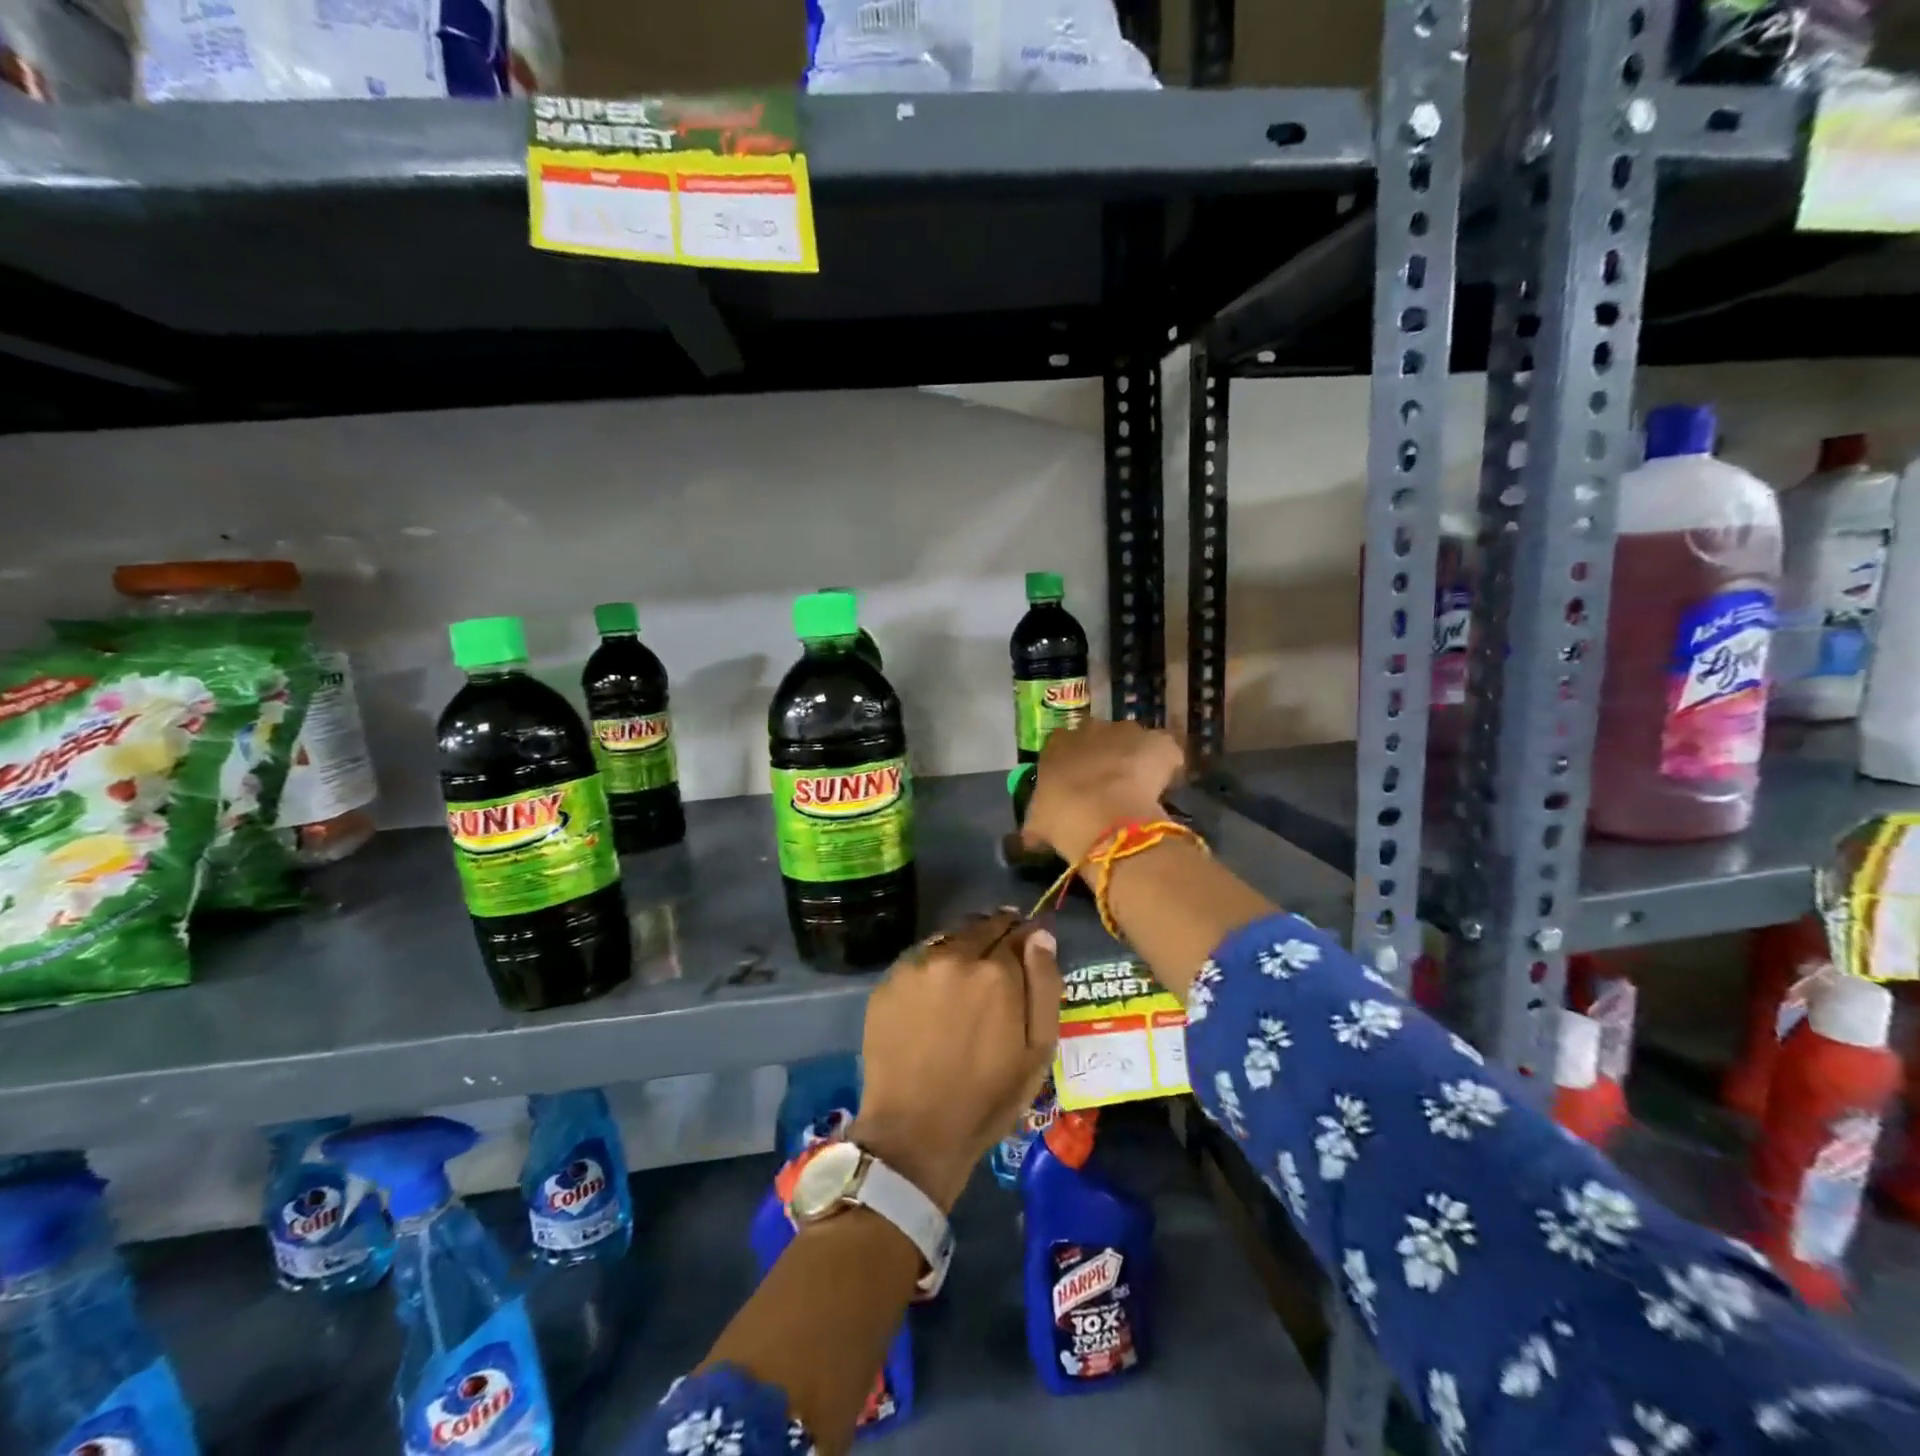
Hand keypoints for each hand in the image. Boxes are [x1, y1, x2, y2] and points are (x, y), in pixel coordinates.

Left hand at [852, 911, 1060, 1212]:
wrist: (914, 1132)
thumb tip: (1041, 935)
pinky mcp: (888, 982)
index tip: (1030, 944)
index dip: (1027, 936)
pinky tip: (936, 995)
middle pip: (982, 926)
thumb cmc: (987, 1097)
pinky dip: (933, 967)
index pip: (1018, 931)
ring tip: (967, 976)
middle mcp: (954, 956)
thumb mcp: (1037, 1050)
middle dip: (996, 934)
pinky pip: (920, 960)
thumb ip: (1044, 985)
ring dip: (964, 947)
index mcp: (996, 972)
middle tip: (1000, 959)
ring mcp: (916, 967)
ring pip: (949, 938)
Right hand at [1021, 719, 1186, 864]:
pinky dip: (1166, 767)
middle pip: (1099, 739)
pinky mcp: (1158, 742)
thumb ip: (1035, 824)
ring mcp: (1127, 732)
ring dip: (1135, 759)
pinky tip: (1165, 789)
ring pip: (1133, 742)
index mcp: (1057, 744)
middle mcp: (1090, 728)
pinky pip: (1164, 752)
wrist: (1106, 818)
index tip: (1078, 787)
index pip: (1062, 747)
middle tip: (1108, 789)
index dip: (1073, 767)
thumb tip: (1029, 838)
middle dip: (1104, 758)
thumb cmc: (1062, 818)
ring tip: (1140, 790)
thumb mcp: (1037, 825)